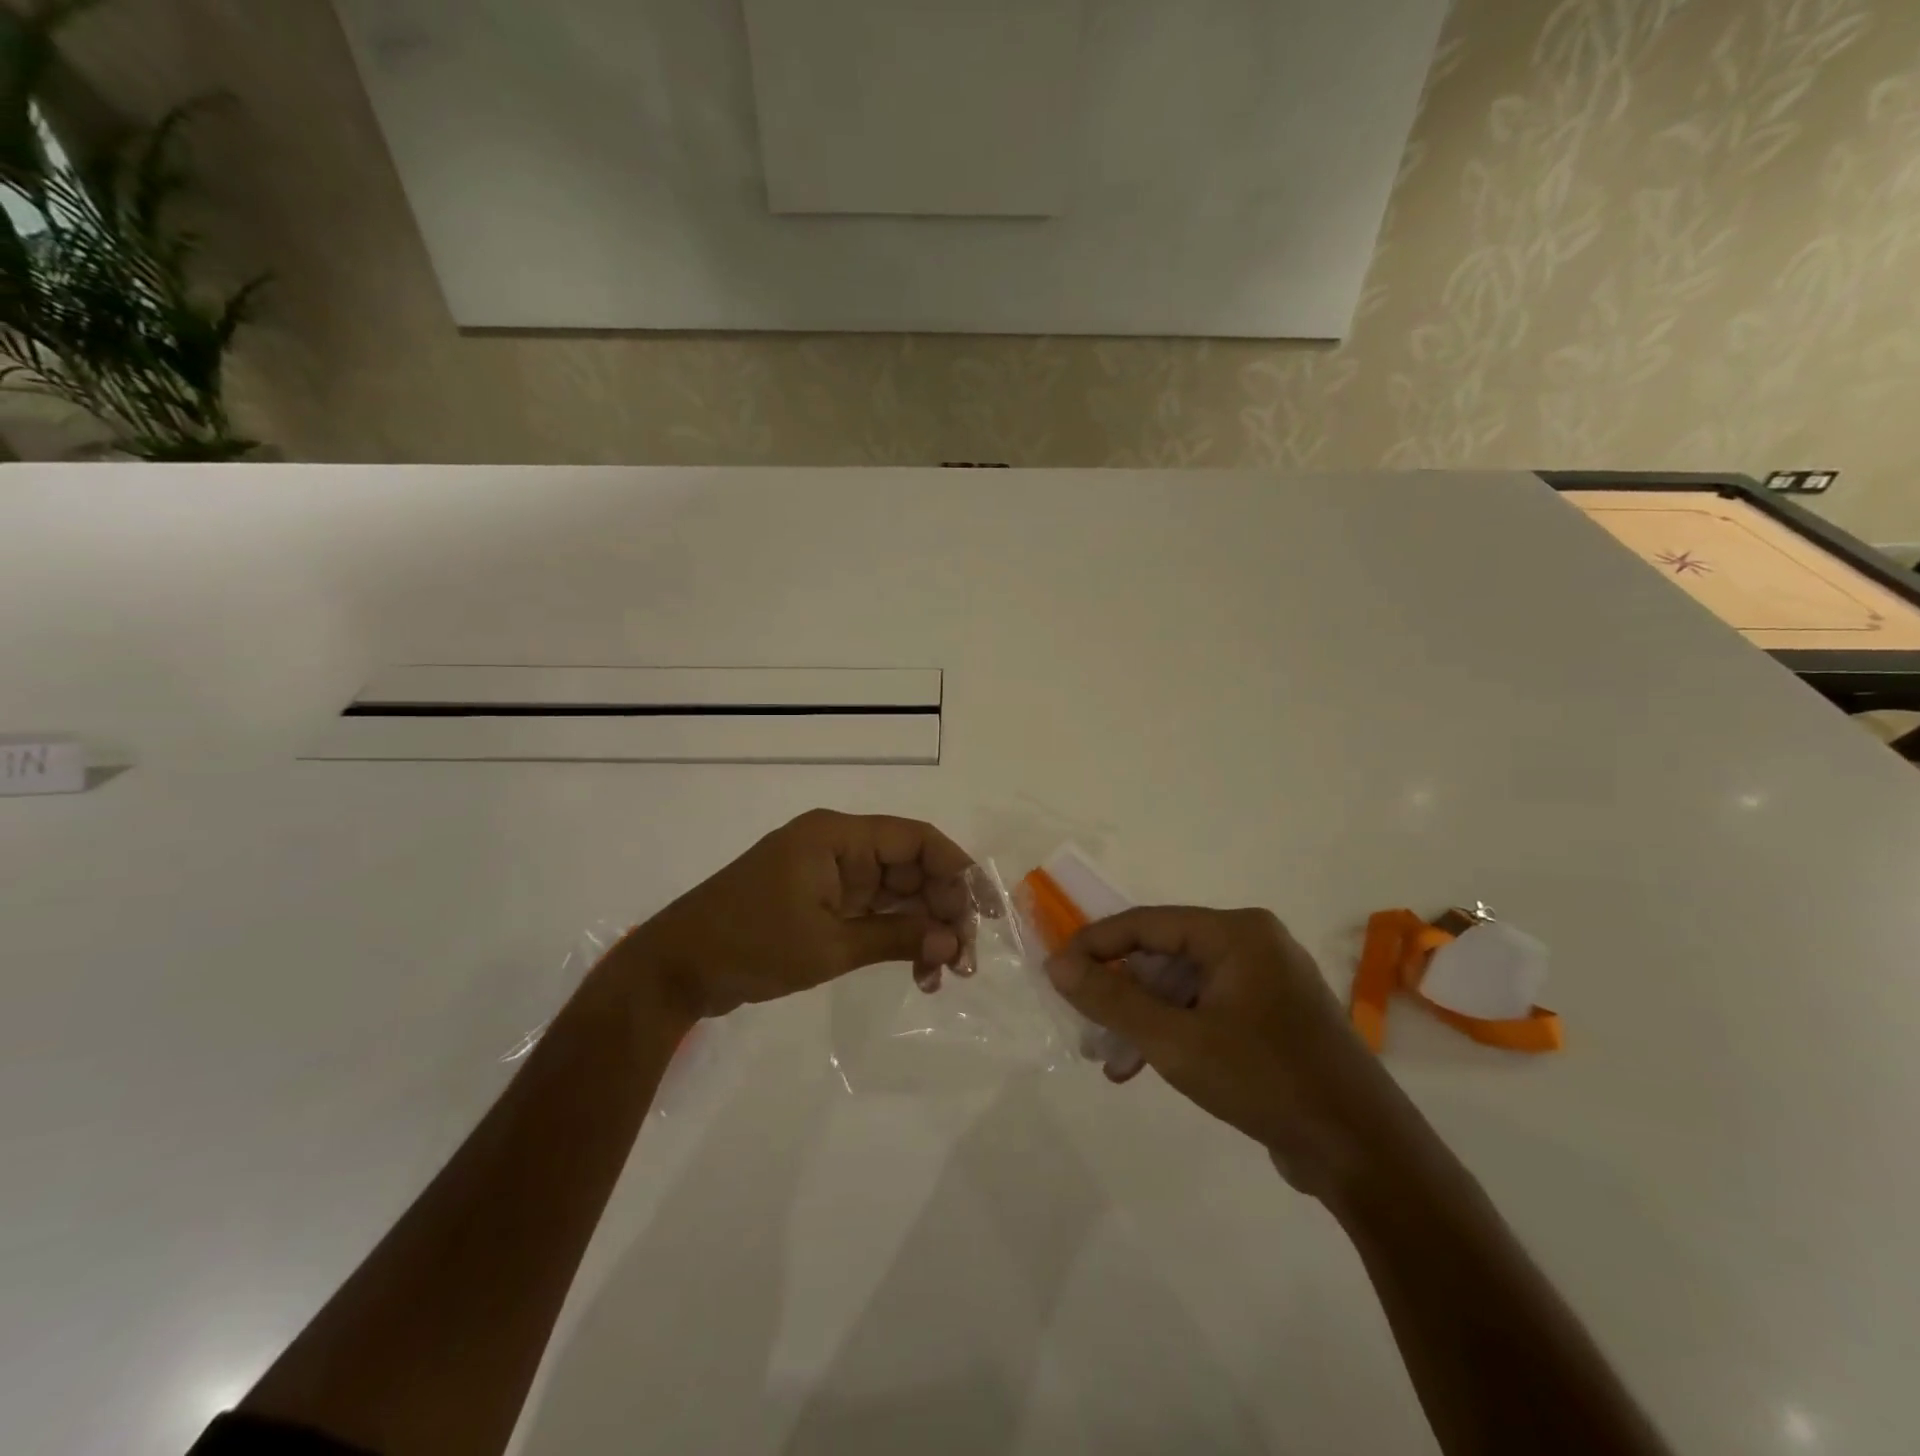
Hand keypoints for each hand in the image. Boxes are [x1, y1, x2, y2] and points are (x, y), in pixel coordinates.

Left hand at [622, 809, 973, 1019]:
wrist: (675, 970)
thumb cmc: (750, 945)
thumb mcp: (827, 945)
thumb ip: (895, 939)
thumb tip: (952, 941)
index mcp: (837, 836)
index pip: (915, 840)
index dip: (957, 870)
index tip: (985, 912)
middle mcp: (837, 847)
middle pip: (910, 868)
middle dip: (942, 910)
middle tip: (963, 959)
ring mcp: (828, 876)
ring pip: (894, 894)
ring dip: (921, 929)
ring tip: (942, 974)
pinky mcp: (819, 902)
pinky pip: (872, 912)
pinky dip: (894, 937)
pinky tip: (916, 970)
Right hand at [1046, 907, 1402, 1198]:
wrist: (1364, 1153)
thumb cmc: (1265, 1080)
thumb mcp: (1175, 1040)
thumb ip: (1111, 998)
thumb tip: (1056, 963)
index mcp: (1236, 932)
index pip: (1146, 923)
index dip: (1095, 944)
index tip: (1056, 972)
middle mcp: (1253, 944)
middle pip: (1164, 955)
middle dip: (1120, 992)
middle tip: (1083, 1024)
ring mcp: (1267, 981)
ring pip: (1182, 987)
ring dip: (1142, 1018)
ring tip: (1109, 1059)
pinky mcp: (1273, 1017)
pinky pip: (1206, 1009)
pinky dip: (1173, 1032)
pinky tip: (1145, 1066)